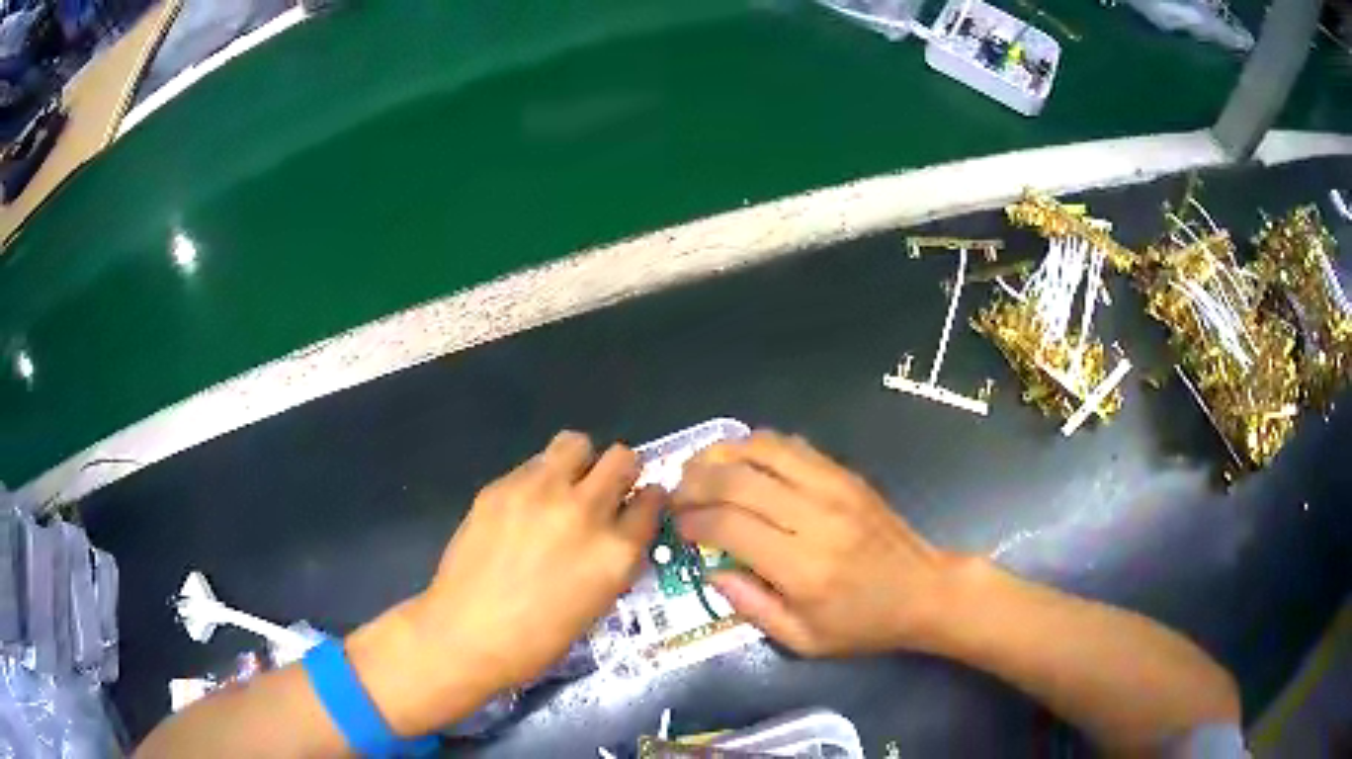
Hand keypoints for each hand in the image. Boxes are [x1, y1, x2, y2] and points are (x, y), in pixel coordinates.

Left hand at [347, 431, 661, 733]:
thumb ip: (613, 557)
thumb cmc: (538, 638)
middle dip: (620, 472)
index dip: (647, 500)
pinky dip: (538, 478)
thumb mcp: (597, 602)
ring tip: (564, 486)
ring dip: (580, 462)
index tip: (638, 505)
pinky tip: (522, 508)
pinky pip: (533, 463)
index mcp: (616, 551)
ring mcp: (540, 493)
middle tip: (603, 492)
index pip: (652, 500)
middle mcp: (585, 512)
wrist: (466, 635)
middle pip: (622, 459)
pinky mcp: (502, 486)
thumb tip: (617, 529)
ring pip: (577, 443)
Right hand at [672, 431, 969, 656]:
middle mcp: (816, 518)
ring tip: (699, 468)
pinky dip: (757, 446)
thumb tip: (710, 569)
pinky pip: (793, 446)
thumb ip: (751, 606)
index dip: (693, 520)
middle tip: (676, 492)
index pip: (729, 526)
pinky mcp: (846, 474)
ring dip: (721, 454)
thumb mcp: (802, 639)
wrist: (924, 591)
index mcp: (802, 568)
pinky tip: (740, 459)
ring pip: (763, 450)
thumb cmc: (862, 624)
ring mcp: (834, 488)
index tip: (678, 525)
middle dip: (695, 481)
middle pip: (738, 480)